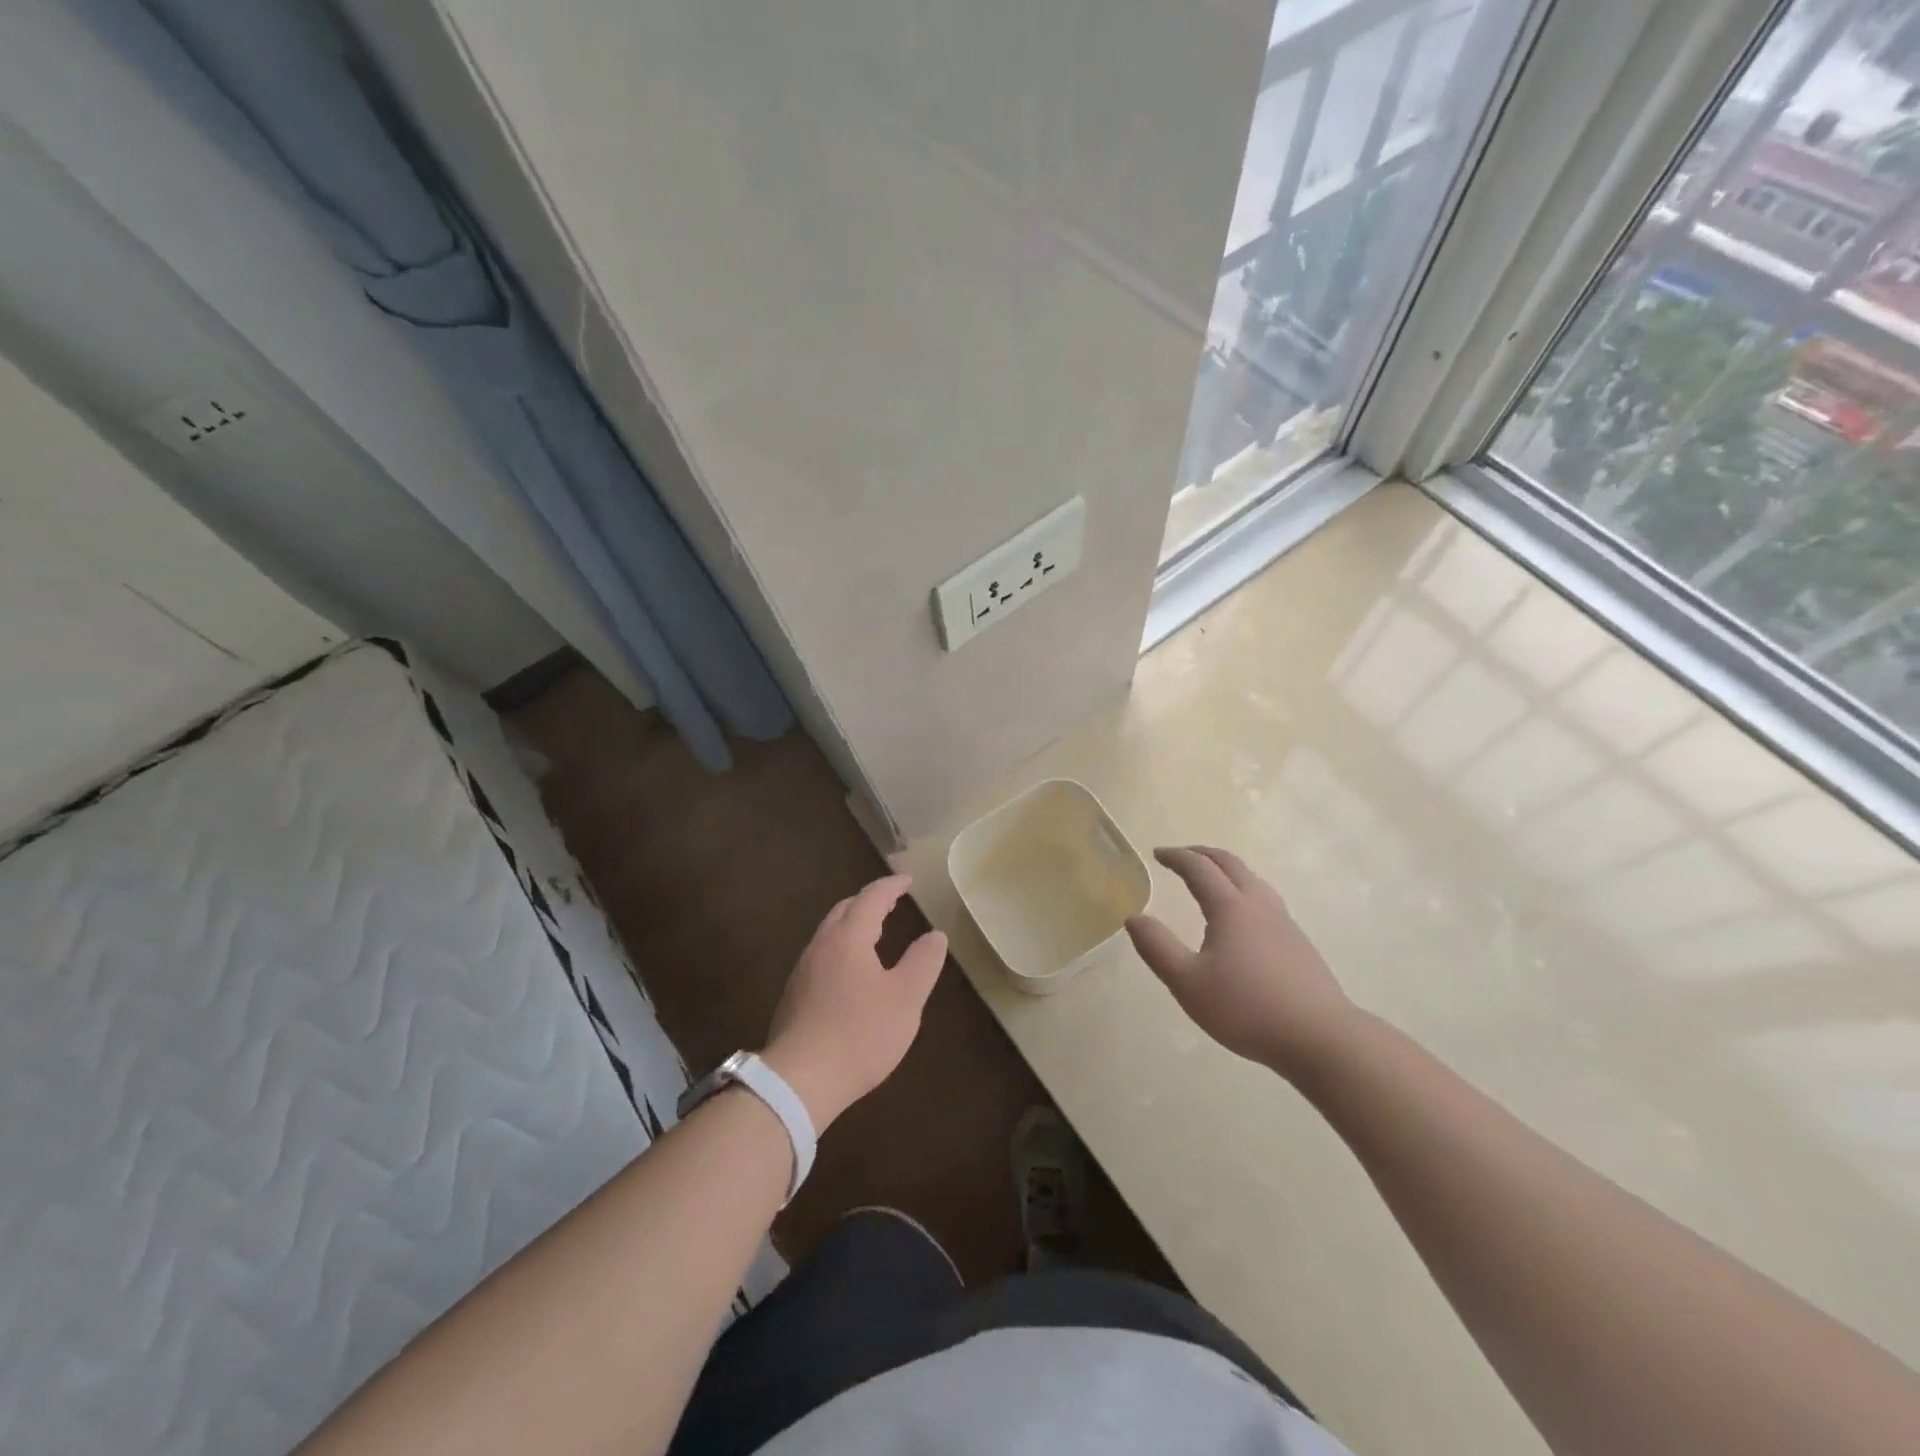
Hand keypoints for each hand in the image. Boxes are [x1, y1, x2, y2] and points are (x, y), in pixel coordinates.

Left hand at [761, 875, 946, 1129]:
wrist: (799, 1081)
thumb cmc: (859, 1034)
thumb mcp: (905, 999)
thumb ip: (922, 962)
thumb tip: (935, 935)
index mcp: (848, 938)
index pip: (870, 898)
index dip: (891, 887)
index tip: (907, 881)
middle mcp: (821, 946)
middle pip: (844, 911)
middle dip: (868, 903)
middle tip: (890, 904)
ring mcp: (802, 972)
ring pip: (829, 935)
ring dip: (852, 927)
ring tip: (872, 935)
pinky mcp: (794, 998)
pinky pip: (821, 958)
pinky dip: (841, 950)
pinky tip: (850, 974)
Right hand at [1126, 846, 1356, 1082]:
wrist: (1321, 1037)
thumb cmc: (1247, 1008)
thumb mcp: (1188, 983)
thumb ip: (1157, 948)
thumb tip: (1134, 917)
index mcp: (1230, 908)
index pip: (1199, 869)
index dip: (1176, 857)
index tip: (1157, 853)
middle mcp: (1259, 905)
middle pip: (1230, 864)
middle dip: (1202, 854)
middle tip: (1180, 856)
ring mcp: (1284, 923)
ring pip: (1253, 880)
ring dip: (1227, 870)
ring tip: (1211, 879)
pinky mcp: (1298, 944)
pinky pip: (1265, 900)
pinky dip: (1243, 890)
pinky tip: (1242, 917)